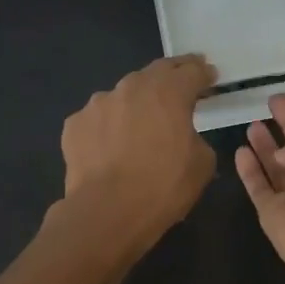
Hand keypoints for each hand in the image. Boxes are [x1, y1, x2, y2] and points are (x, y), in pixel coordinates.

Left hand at [56, 55, 217, 251]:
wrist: (107, 212)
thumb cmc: (163, 187)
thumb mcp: (202, 164)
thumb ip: (197, 138)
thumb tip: (185, 136)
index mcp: (169, 92)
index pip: (192, 71)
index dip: (203, 73)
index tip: (210, 75)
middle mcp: (132, 87)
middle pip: (157, 72)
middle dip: (172, 75)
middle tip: (181, 81)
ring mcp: (98, 103)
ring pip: (124, 95)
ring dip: (136, 102)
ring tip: (140, 122)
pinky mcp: (75, 124)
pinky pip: (98, 119)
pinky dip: (108, 126)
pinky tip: (110, 146)